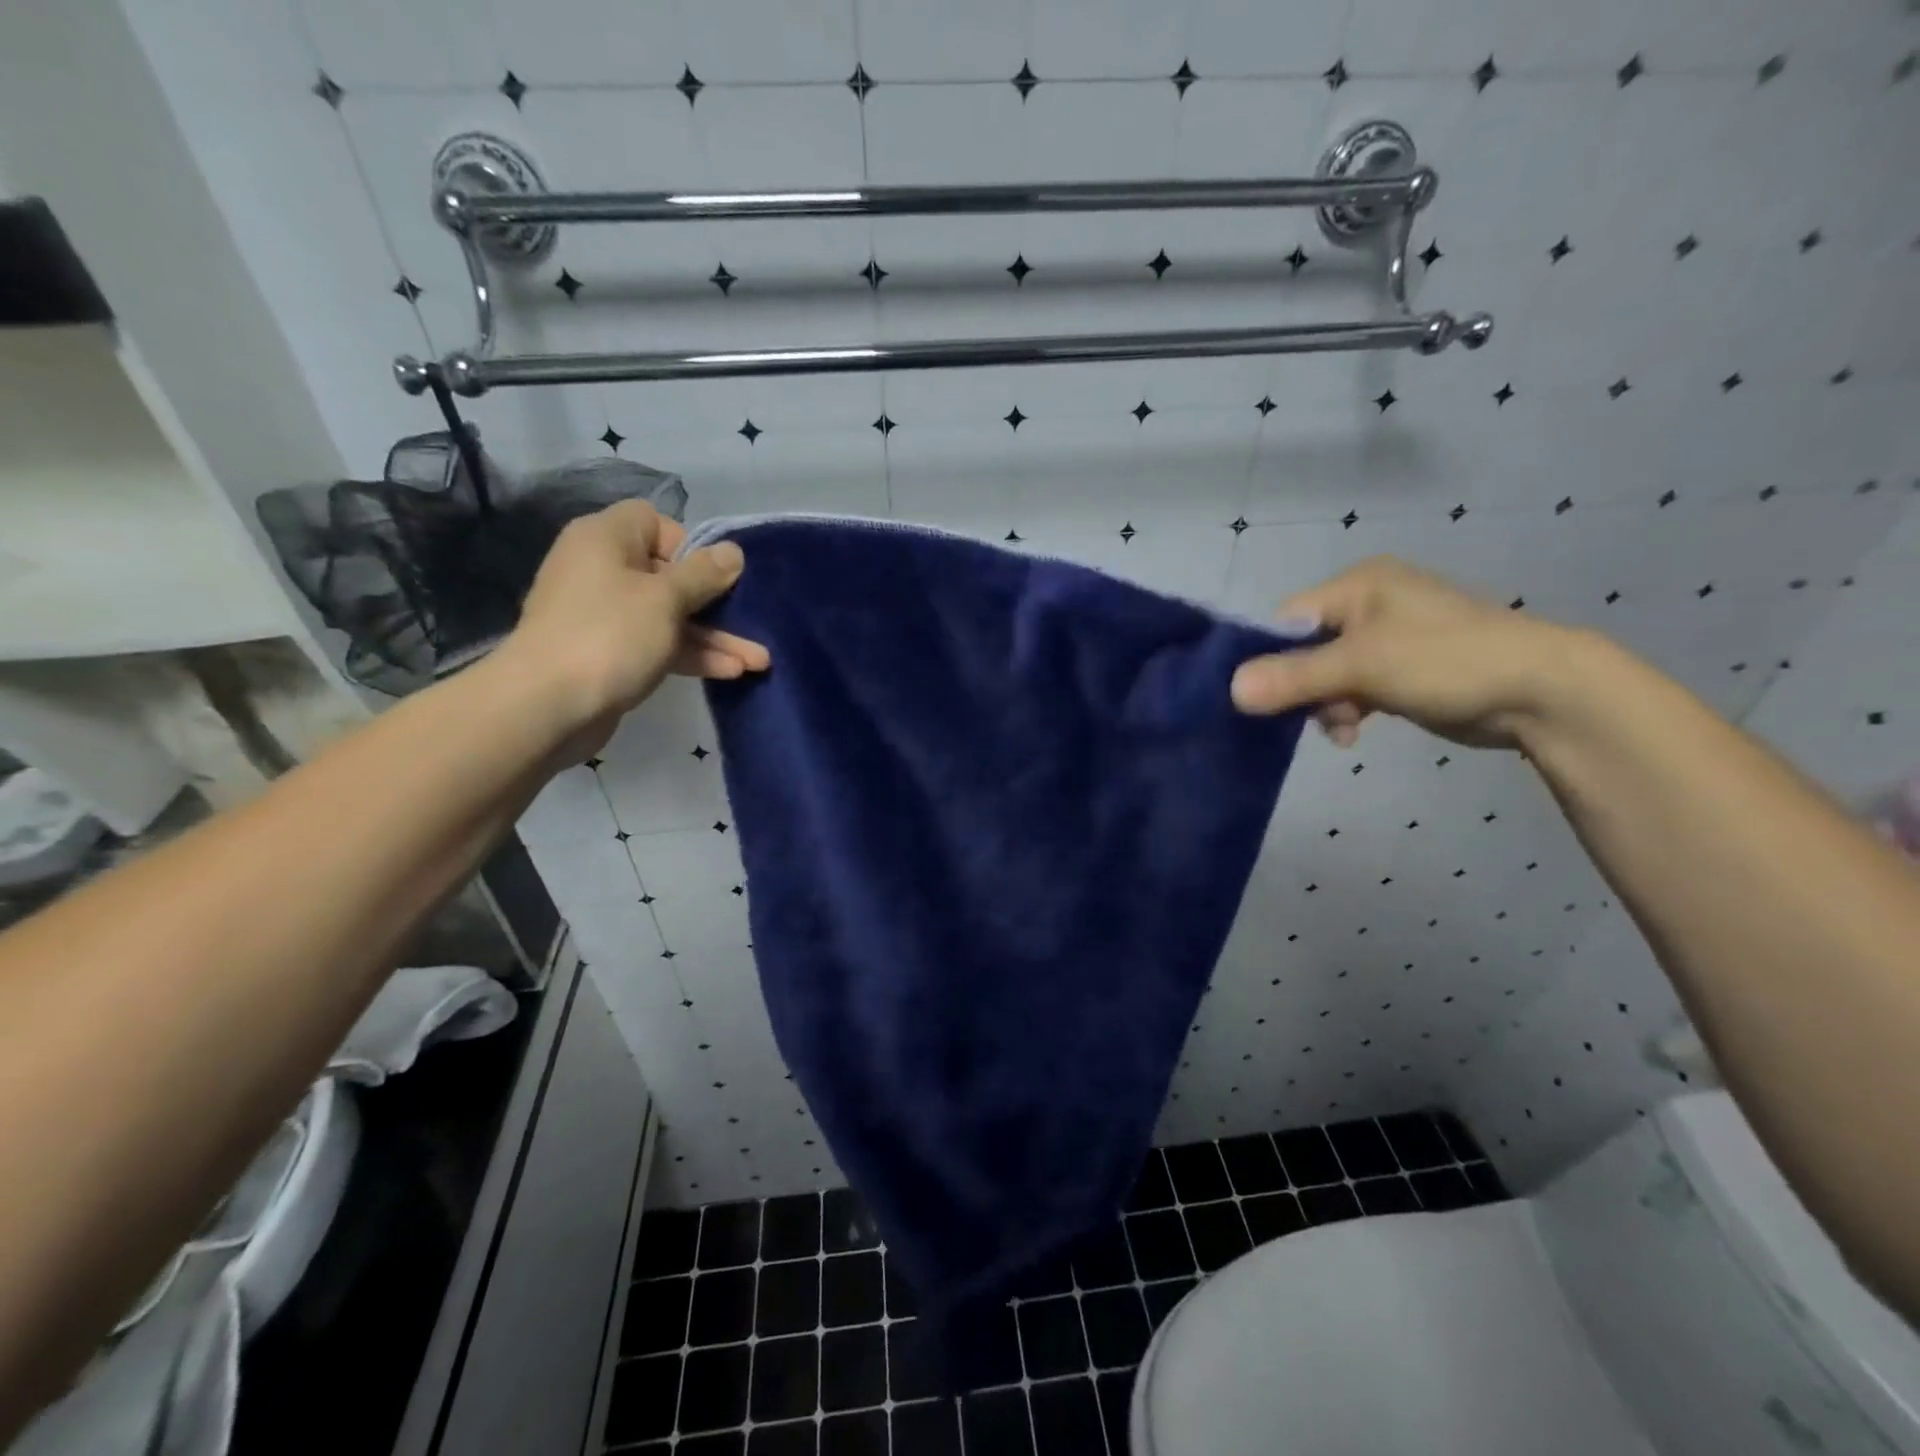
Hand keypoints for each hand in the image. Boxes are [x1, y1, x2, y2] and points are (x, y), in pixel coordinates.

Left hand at [498, 501, 768, 755]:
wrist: (546, 706)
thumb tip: (733, 552)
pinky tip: (731, 672)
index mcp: (606, 539)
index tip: (713, 576)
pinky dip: (691, 655)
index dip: (689, 546)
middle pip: (671, 575)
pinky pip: (658, 644)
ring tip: (759, 661)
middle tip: (752, 623)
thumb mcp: (666, 599)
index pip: (655, 522)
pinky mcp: (610, 653)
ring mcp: (605, 615)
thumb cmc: (610, 635)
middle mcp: (603, 569)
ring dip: (714, 637)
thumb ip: (704, 574)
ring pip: (670, 616)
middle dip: (717, 603)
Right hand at [1230, 556, 1578, 749]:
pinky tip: (1354, 731)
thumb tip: (1231, 690)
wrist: (1541, 691)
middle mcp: (1369, 603)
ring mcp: (1387, 637)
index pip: (1287, 619)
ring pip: (1326, 673)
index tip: (1264, 696)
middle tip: (1313, 716)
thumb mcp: (1363, 666)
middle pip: (1305, 649)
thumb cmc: (1447, 661)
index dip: (1270, 657)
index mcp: (1359, 584)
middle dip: (1304, 688)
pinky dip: (1348, 709)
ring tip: (1344, 727)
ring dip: (1327, 704)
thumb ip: (1295, 677)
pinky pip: (1352, 687)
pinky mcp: (1401, 668)